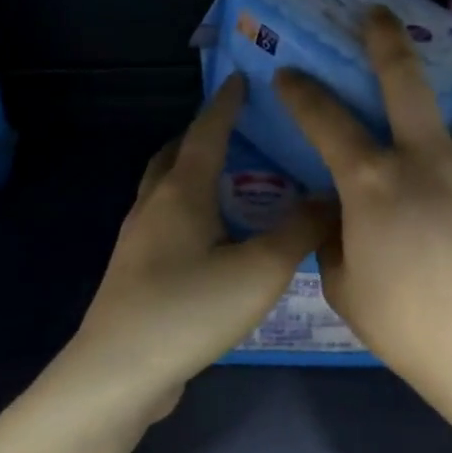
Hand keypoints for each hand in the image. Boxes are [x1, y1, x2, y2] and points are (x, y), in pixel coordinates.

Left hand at [72, 76, 333, 407]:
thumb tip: (332, 197)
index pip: (206, 132)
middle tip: (238, 130)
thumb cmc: (190, 309)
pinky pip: (166, 221)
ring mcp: (138, 241)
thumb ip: (302, 230)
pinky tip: (214, 236)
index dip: (226, 104)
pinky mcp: (136, 273)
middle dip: (203, 135)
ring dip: (193, 173)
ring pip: (165, 189)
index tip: (241, 78)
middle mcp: (153, 206)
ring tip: (231, 180)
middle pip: (175, 155)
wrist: (118, 374)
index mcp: (181, 193)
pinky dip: (189, 208)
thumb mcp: (261, 269)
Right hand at [274, 7, 451, 413]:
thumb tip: (334, 215)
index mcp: (373, 181)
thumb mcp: (343, 284)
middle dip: (388, 41)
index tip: (286, 73)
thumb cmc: (401, 321)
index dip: (301, 93)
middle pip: (407, 82)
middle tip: (381, 14)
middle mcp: (427, 160)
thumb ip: (333, 240)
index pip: (325, 121)